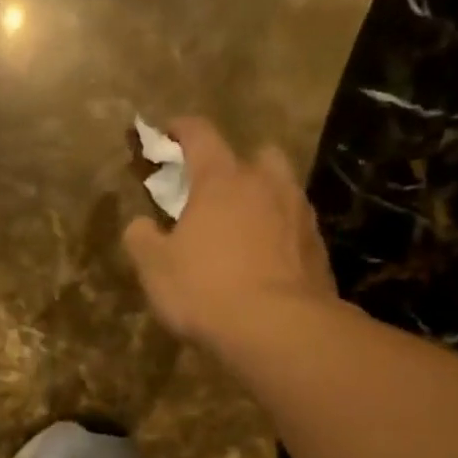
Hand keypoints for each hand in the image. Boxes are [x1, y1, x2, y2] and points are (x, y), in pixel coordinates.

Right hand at [123, 116, 337, 347]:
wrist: (278, 328)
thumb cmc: (206, 289)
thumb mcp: (155, 268)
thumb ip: (142, 239)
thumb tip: (139, 224)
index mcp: (221, 180)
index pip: (200, 135)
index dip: (182, 129)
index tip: (169, 132)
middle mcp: (266, 185)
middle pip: (256, 155)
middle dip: (237, 165)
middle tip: (218, 190)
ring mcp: (299, 214)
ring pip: (282, 190)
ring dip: (264, 200)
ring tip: (246, 228)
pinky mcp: (318, 248)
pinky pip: (296, 229)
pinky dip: (281, 236)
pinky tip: (268, 262)